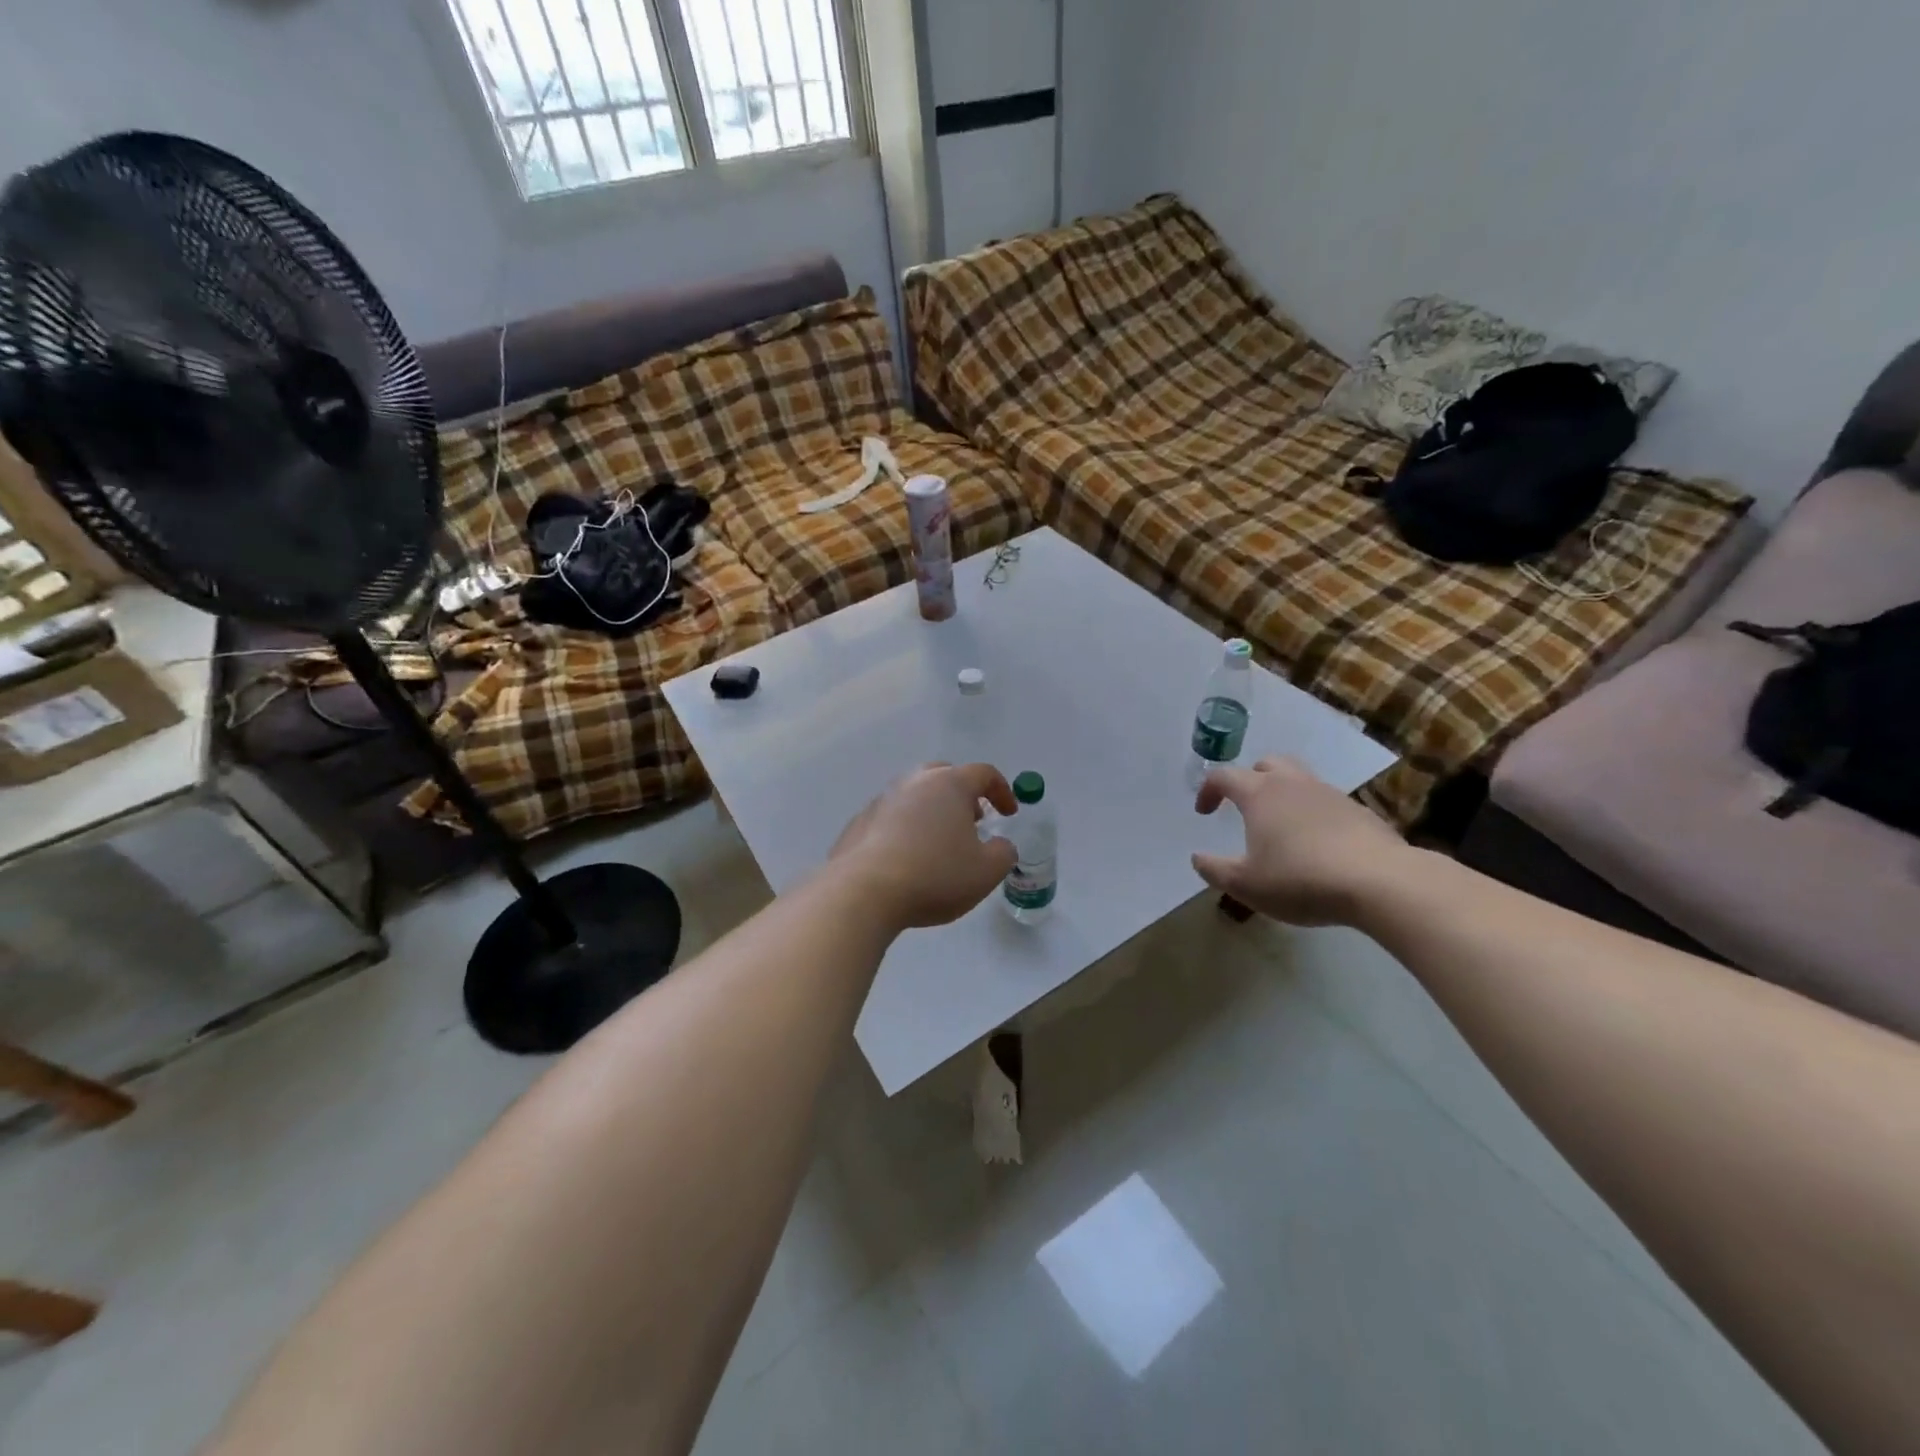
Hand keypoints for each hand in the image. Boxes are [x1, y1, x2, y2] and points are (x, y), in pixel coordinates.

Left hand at [830, 763, 1018, 930]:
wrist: (863, 892)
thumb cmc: (935, 875)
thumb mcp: (986, 872)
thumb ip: (1003, 853)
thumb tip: (1000, 845)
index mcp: (949, 784)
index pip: (983, 773)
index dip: (1002, 791)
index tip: (1009, 813)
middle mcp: (914, 782)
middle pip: (944, 776)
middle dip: (963, 795)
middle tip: (972, 821)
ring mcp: (882, 800)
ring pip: (915, 796)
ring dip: (932, 812)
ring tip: (939, 843)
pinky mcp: (859, 823)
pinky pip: (891, 819)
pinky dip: (905, 831)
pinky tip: (906, 859)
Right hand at [1192, 756, 1411, 926]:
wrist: (1380, 882)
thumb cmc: (1300, 879)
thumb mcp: (1245, 884)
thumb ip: (1215, 870)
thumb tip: (1197, 858)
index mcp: (1260, 794)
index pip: (1224, 776)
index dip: (1208, 790)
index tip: (1204, 812)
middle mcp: (1293, 784)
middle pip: (1267, 764)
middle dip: (1250, 779)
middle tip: (1245, 806)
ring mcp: (1330, 795)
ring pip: (1300, 780)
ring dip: (1284, 795)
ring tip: (1281, 827)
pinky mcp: (1359, 812)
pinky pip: (1327, 803)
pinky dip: (1313, 814)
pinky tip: (1317, 845)